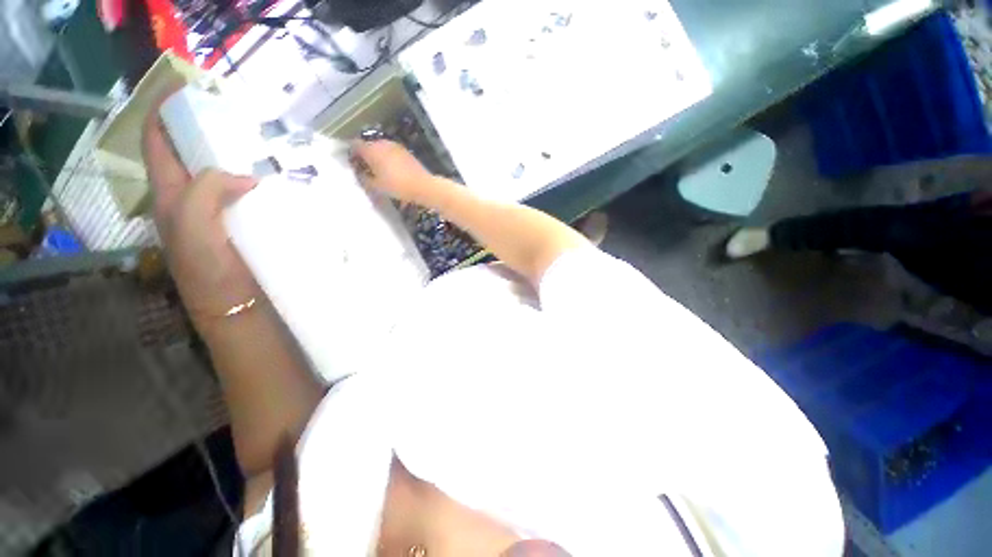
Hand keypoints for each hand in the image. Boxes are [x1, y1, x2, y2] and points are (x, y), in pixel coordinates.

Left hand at [142, 92, 258, 328]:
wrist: (235, 306)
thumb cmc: (208, 272)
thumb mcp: (193, 228)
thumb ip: (205, 192)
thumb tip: (246, 175)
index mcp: (170, 196)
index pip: (158, 145)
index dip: (163, 114)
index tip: (183, 88)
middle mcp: (190, 199)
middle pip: (190, 154)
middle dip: (202, 128)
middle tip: (229, 113)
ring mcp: (218, 212)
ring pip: (220, 172)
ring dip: (233, 154)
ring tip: (255, 141)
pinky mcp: (242, 224)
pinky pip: (245, 193)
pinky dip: (256, 180)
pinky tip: (275, 179)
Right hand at [350, 139, 443, 205]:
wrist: (423, 186)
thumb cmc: (397, 186)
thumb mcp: (377, 186)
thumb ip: (364, 177)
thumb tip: (359, 172)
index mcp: (371, 150)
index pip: (355, 144)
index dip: (351, 152)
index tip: (352, 162)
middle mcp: (382, 143)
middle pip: (368, 145)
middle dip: (365, 154)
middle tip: (365, 168)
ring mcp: (395, 146)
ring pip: (380, 147)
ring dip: (377, 155)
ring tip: (378, 169)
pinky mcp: (405, 151)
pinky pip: (391, 151)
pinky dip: (387, 157)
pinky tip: (390, 169)